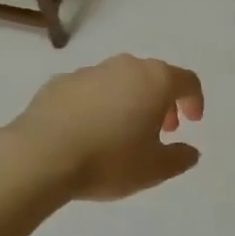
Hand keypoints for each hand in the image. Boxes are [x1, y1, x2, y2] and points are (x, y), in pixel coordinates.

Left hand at [6, 55, 204, 201]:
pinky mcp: (59, 82)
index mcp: (155, 80)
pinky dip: (98, 104)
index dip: (194, 100)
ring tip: (122, 132)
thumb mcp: (154, 169)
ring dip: (129, 101)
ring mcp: (89, 71)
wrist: (40, 156)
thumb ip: (180, 158)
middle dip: (162, 101)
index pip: (187, 81)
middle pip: (154, 76)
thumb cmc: (109, 160)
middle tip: (161, 129)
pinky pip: (90, 90)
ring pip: (120, 80)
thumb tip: (190, 151)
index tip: (192, 122)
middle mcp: (125, 66)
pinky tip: (88, 131)